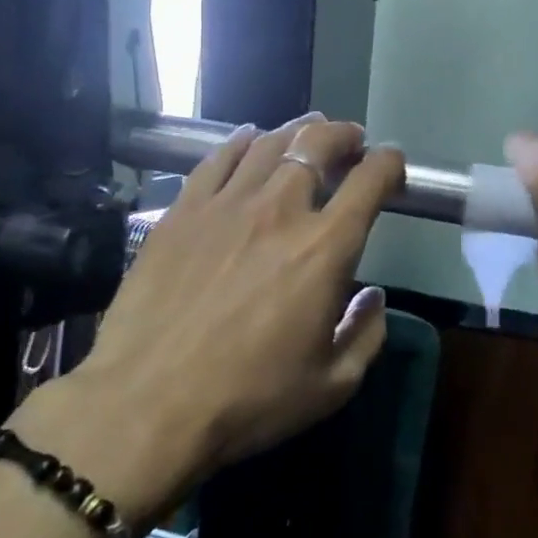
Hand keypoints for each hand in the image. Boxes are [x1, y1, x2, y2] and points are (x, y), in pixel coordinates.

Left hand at [13, 115, 405, 523]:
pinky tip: (247, 140)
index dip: (389, 163)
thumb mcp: (331, 385)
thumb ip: (366, 335)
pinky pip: (216, 159)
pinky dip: (241, 142)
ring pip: (268, 142)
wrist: (145, 405)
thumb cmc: (247, 400)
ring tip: (306, 132)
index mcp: (325, 248)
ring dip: (297, 131)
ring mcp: (225, 205)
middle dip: (343, 134)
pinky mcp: (181, 211)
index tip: (392, 167)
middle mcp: (279, 210)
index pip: (370, 180)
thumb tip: (373, 298)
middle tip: (351, 140)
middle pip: (318, 144)